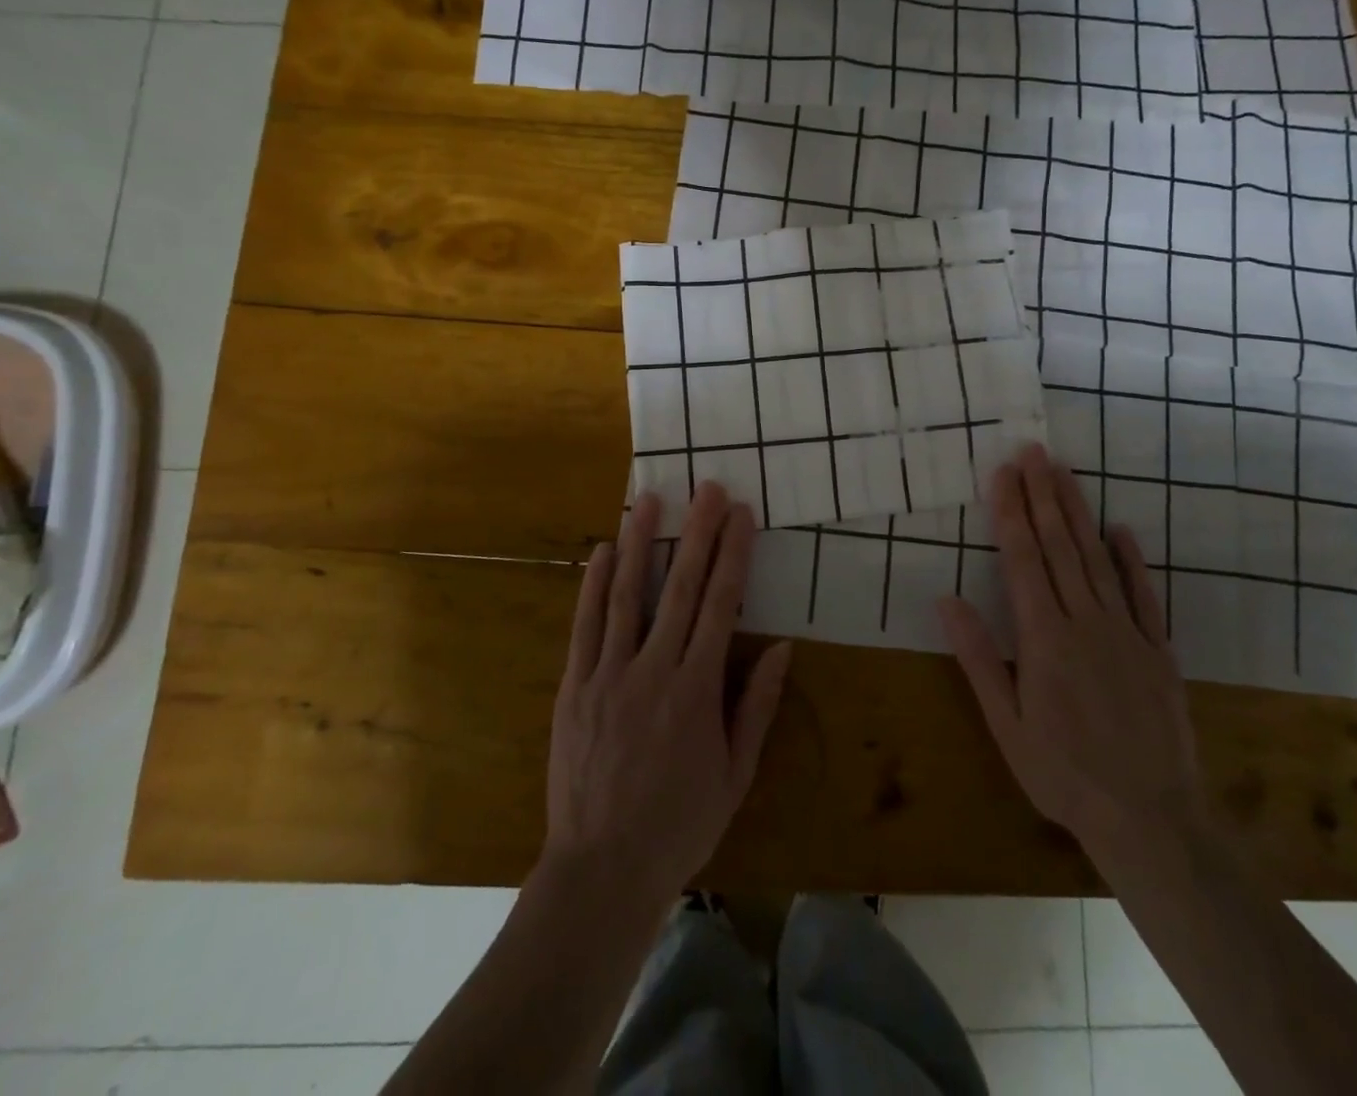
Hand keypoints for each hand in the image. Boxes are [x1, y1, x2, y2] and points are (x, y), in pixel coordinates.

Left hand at [542, 482, 791, 906]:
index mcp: (697, 690)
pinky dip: (594, 585)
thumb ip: (756, 706)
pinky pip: (585, 626)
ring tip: (650, 500)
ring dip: (641, 543)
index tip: (742, 515)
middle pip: (681, 588)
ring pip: (627, 596)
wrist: (601, 868)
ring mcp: (608, 675)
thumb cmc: (679, 823)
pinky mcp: (574, 687)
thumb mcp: (735, 774)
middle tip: (707, 489)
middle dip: (697, 533)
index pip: (721, 606)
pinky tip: (602, 551)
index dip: (734, 555)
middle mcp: (653, 670)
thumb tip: (781, 648)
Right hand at [939, 443, 1203, 865]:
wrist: (1150, 819)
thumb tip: (946, 600)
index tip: (1002, 473)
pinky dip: (1131, 559)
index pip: (1022, 560)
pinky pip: (1143, 595)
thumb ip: (978, 658)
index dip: (1010, 513)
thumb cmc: (1063, 774)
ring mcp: (1126, 632)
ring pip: (1097, 559)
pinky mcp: (1158, 650)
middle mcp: (1085, 622)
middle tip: (1033, 452)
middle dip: (1042, 496)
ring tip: (1064, 474)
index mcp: (1044, 639)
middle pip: (1060, 547)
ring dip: (1078, 513)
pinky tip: (1119, 529)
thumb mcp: (1006, 725)